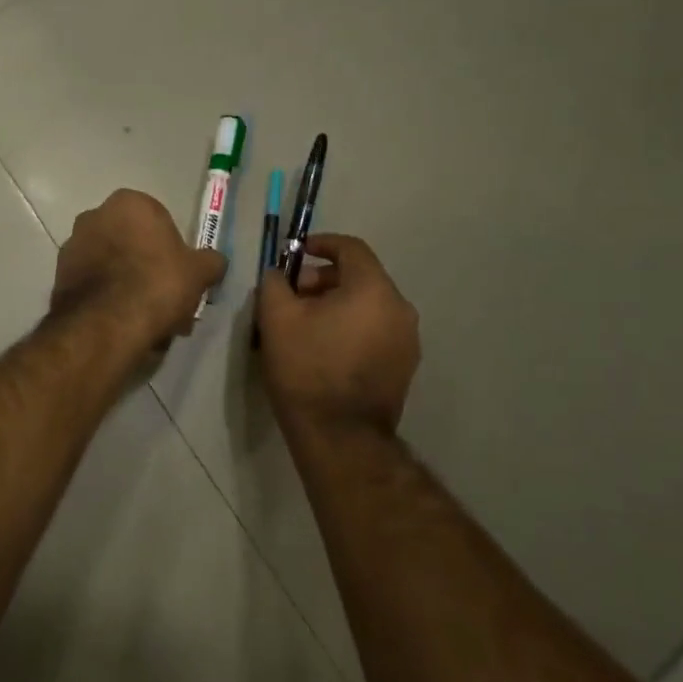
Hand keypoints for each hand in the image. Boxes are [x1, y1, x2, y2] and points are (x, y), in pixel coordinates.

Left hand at [52, 189, 225, 347]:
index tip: (180, 276)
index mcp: (129, 203)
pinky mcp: (58, 277)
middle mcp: (95, 216)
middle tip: (166, 301)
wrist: (106, 325)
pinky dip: (108, 300)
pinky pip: (94, 285)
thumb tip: (215, 262)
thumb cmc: (157, 284)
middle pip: (132, 242)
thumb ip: (211, 262)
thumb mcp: (199, 272)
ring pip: (112, 266)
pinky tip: (124, 326)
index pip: (158, 220)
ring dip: (128, 286)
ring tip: (147, 321)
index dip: (172, 250)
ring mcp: (72, 246)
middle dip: (148, 268)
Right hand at [256, 234, 419, 435]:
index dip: (321, 244)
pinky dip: (353, 327)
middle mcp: (400, 308)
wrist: (340, 437)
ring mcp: (407, 339)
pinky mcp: (405, 366)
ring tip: (305, 325)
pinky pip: (377, 330)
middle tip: (293, 297)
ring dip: (338, 304)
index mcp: (373, 289)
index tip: (296, 253)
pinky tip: (326, 348)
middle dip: (324, 280)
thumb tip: (278, 274)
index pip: (351, 248)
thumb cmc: (307, 369)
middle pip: (361, 277)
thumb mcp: (276, 318)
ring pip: (369, 305)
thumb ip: (274, 283)